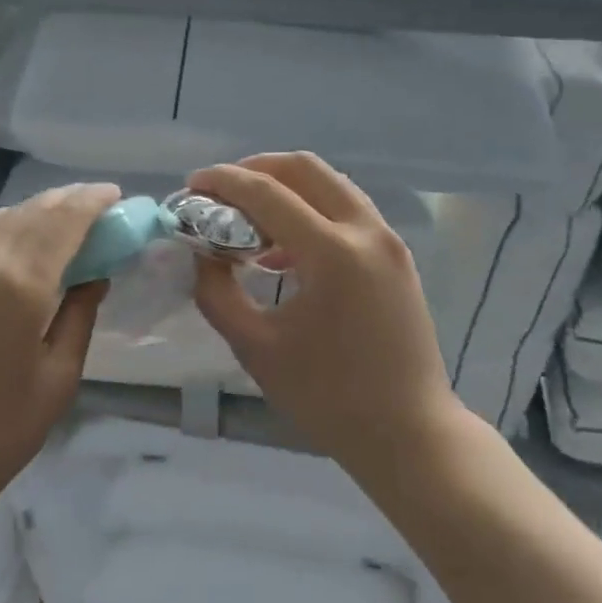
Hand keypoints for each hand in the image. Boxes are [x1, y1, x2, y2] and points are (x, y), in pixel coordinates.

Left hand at [0, 182, 121, 549]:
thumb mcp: (58, 377)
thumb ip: (80, 313)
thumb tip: (94, 273)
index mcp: (15, 284)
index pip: (62, 221)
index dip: (90, 202)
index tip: (111, 194)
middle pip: (24, 213)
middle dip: (60, 204)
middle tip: (85, 205)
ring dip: (20, 218)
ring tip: (43, 228)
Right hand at [189, 153, 459, 480]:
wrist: (410, 435)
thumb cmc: (328, 399)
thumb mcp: (256, 348)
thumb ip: (218, 293)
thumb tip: (202, 254)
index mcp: (332, 253)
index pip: (267, 192)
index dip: (223, 182)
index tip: (191, 186)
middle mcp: (365, 231)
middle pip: (304, 167)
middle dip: (255, 169)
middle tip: (220, 193)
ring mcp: (388, 240)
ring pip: (330, 183)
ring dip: (285, 188)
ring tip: (248, 219)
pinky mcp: (396, 255)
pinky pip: (347, 210)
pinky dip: (310, 210)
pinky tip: (281, 249)